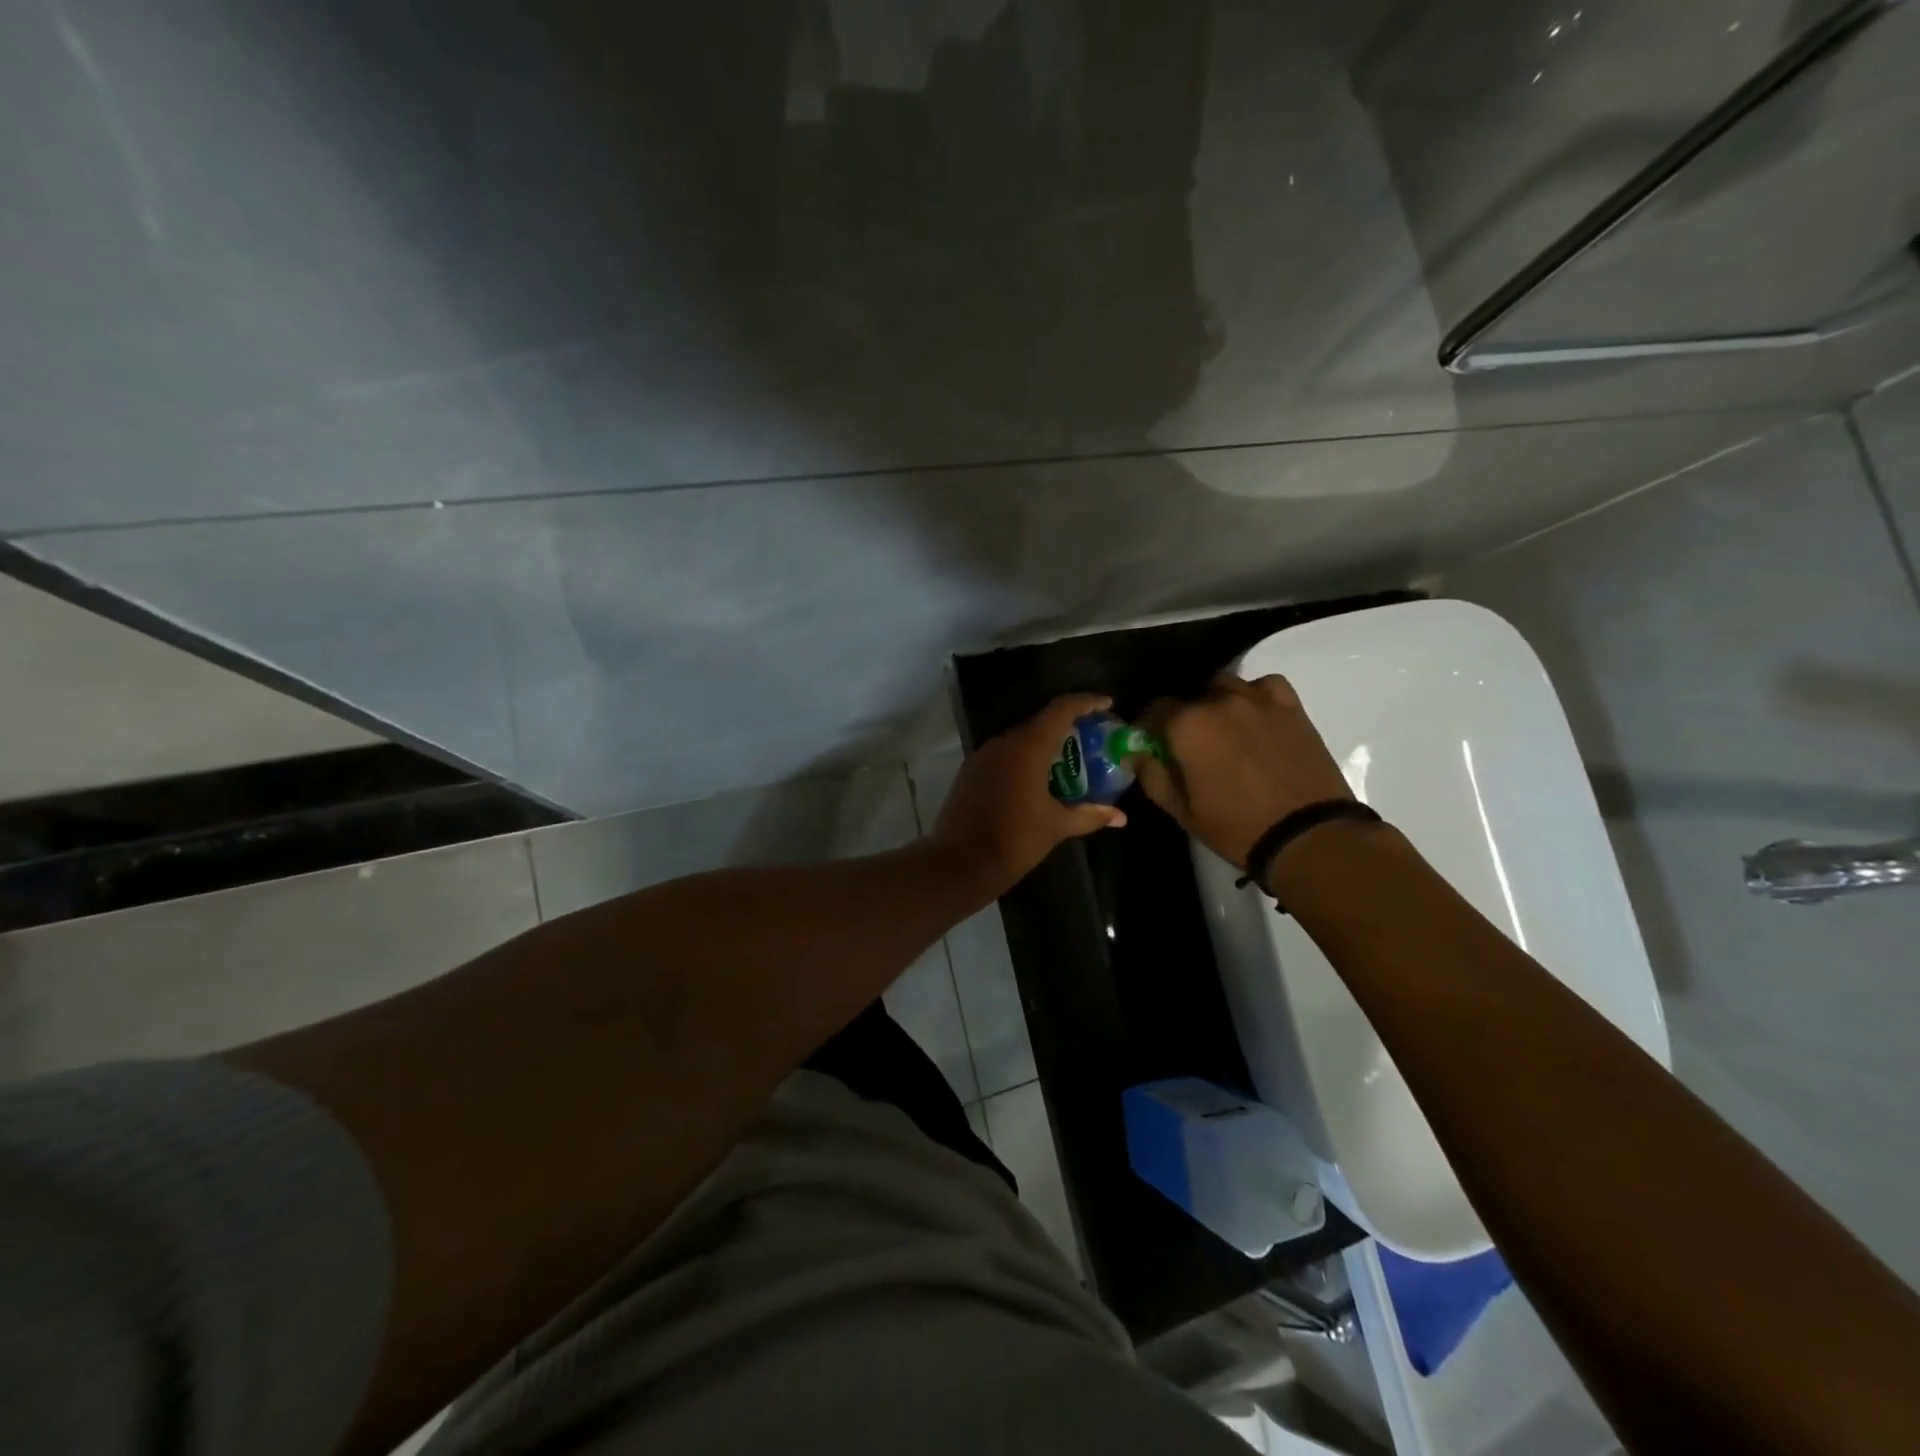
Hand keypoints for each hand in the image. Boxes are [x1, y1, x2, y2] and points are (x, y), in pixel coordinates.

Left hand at [930, 694, 1127, 897]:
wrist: (959, 863)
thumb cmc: (1014, 840)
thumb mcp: (1056, 827)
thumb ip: (1089, 815)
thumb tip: (1120, 816)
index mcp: (1027, 747)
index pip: (1061, 709)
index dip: (1086, 702)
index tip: (1107, 704)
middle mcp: (1003, 743)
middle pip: (1040, 722)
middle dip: (1067, 727)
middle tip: (1091, 740)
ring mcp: (983, 756)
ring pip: (1020, 739)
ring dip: (1044, 745)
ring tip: (1067, 762)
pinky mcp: (970, 772)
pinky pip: (1004, 755)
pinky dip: (1024, 759)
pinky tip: (1037, 780)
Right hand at [1136, 674, 1351, 869]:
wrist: (1308, 835)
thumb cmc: (1236, 827)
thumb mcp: (1182, 811)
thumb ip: (1153, 776)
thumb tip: (1135, 754)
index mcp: (1187, 726)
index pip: (1155, 710)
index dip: (1150, 728)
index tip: (1153, 745)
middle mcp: (1219, 702)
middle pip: (1190, 698)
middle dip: (1184, 718)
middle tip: (1190, 746)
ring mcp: (1258, 701)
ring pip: (1225, 686)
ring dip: (1217, 703)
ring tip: (1223, 730)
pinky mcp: (1291, 708)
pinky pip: (1265, 685)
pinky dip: (1255, 695)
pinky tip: (1255, 716)